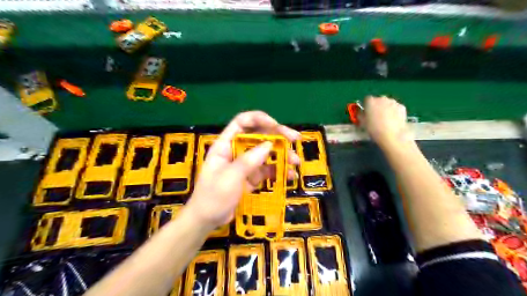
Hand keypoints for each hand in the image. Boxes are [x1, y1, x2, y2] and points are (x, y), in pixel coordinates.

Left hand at [185, 111, 299, 228]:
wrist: (207, 221)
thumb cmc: (212, 198)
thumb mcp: (229, 178)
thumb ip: (248, 161)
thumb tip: (269, 144)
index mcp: (225, 145)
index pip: (242, 122)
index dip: (259, 119)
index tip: (276, 125)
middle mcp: (236, 150)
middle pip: (258, 135)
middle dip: (277, 136)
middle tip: (295, 139)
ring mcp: (245, 164)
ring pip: (266, 153)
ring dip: (282, 154)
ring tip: (296, 162)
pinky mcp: (251, 176)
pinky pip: (267, 169)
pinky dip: (278, 170)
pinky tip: (290, 175)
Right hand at [363, 96, 410, 148]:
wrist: (392, 135)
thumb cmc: (374, 129)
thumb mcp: (362, 123)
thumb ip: (360, 115)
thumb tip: (361, 112)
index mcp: (370, 101)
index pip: (367, 99)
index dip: (366, 106)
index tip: (366, 113)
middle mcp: (382, 98)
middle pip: (378, 100)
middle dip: (377, 106)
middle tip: (376, 116)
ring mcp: (393, 102)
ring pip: (387, 103)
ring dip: (385, 108)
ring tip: (385, 119)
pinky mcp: (402, 107)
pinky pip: (395, 107)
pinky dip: (394, 111)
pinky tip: (393, 120)